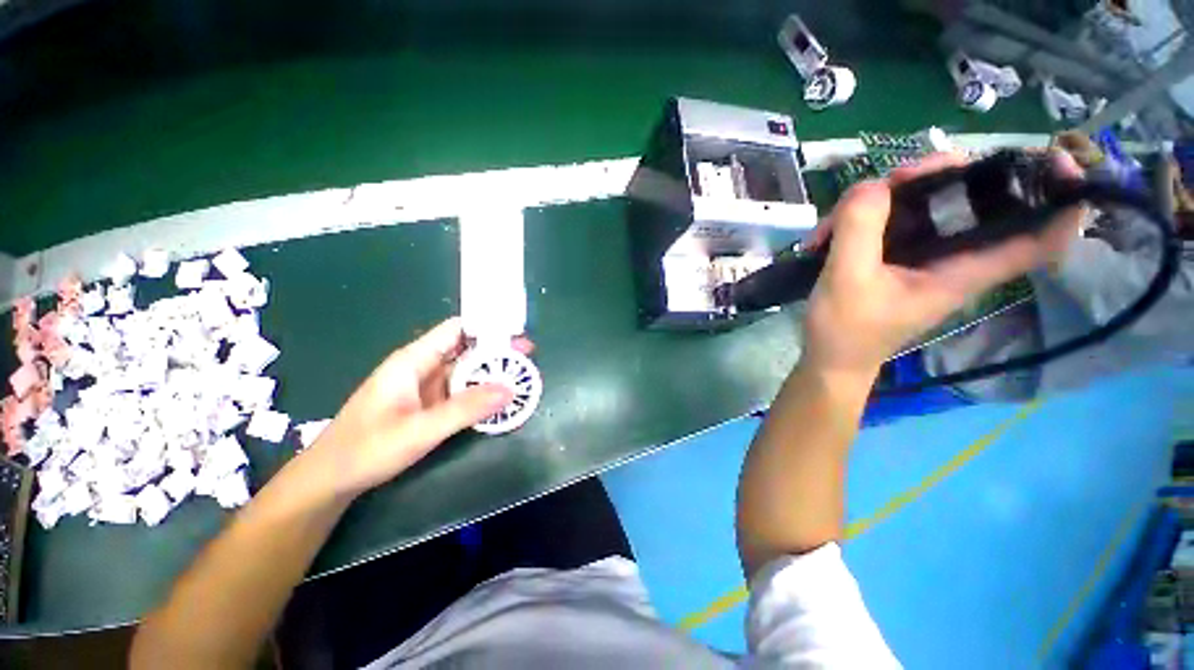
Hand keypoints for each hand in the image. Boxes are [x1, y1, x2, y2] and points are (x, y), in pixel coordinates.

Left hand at [305, 317, 533, 497]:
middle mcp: (422, 368)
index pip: (456, 330)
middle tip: (528, 358)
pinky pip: (460, 391)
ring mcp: (425, 387)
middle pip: (466, 350)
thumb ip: (465, 408)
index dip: (486, 327)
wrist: (330, 481)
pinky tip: (499, 399)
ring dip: (491, 373)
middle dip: (497, 352)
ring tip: (521, 377)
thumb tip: (510, 389)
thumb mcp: (419, 430)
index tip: (516, 333)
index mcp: (414, 360)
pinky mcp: (428, 405)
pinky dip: (481, 392)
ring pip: (465, 371)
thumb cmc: (366, 450)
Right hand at [802, 153, 1081, 382]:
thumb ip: (861, 229)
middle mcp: (951, 257)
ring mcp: (920, 255)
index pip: (1037, 239)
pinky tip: (826, 236)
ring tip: (834, 223)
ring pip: (921, 204)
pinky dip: (860, 219)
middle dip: (938, 176)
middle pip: (970, 200)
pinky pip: (888, 221)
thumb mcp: (847, 279)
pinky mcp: (894, 256)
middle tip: (894, 179)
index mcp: (961, 270)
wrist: (829, 358)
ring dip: (881, 200)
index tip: (1061, 162)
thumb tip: (873, 185)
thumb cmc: (845, 329)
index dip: (1060, 201)